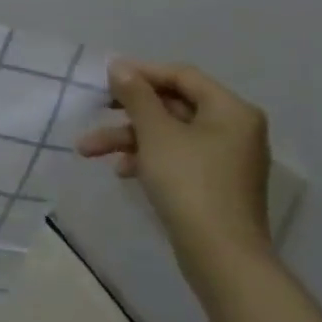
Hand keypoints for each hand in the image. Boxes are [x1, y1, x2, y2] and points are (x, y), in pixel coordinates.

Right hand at [75, 59, 273, 276]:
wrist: (220, 254)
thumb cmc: (189, 182)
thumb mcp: (155, 133)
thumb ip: (136, 95)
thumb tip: (120, 67)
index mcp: (230, 110)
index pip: (182, 76)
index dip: (141, 72)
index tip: (104, 77)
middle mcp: (234, 129)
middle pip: (172, 105)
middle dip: (127, 111)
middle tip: (95, 108)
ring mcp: (225, 158)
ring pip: (168, 133)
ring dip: (128, 138)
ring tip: (87, 150)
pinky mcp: (214, 182)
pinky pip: (176, 156)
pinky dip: (147, 158)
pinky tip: (121, 171)